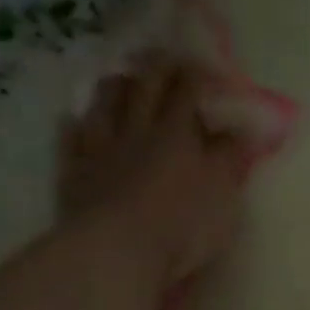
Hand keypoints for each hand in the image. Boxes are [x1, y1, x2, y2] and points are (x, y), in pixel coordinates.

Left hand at [57, 56, 254, 287]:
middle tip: (167, 59)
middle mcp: (137, 128)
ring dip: (117, 85)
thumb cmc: (182, 226)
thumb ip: (230, 160)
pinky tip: (74, 120)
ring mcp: (100, 147)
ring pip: (105, 101)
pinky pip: (69, 137)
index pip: (188, 89)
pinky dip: (74, 124)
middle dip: (158, 67)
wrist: (116, 251)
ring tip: (125, 81)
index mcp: (178, 133)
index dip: (198, 74)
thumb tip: (240, 132)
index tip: (208, 70)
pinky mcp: (74, 171)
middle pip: (145, 85)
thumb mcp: (223, 195)